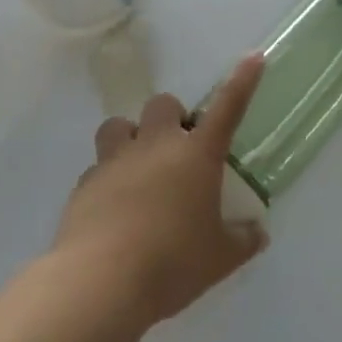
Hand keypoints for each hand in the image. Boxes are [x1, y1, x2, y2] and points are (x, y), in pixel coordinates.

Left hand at [54, 54, 268, 328]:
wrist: (100, 284)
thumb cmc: (173, 263)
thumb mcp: (220, 258)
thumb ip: (242, 240)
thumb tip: (257, 234)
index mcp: (197, 155)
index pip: (228, 107)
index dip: (242, 81)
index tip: (253, 57)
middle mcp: (157, 146)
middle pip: (163, 105)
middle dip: (172, 118)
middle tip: (179, 150)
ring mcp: (116, 162)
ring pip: (118, 126)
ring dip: (130, 138)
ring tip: (138, 168)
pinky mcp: (84, 186)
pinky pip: (96, 168)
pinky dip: (107, 179)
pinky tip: (113, 209)